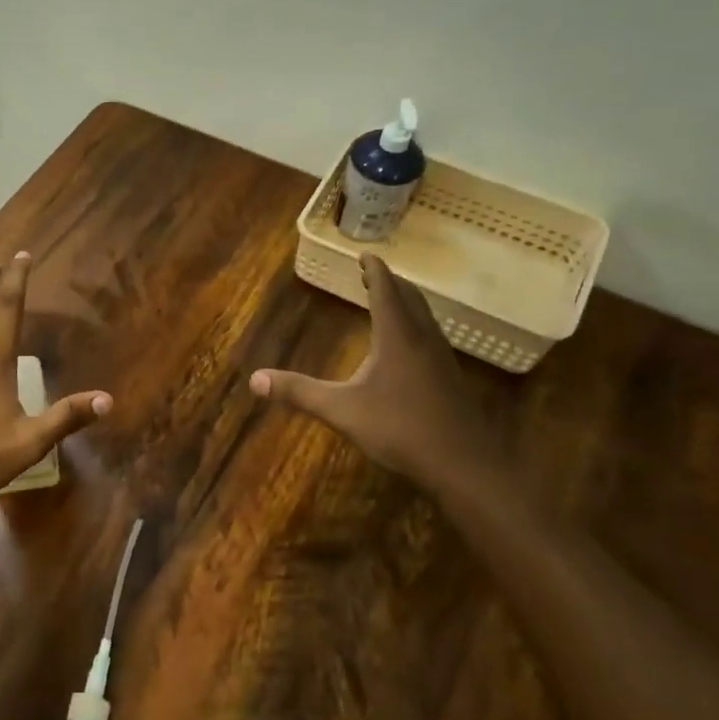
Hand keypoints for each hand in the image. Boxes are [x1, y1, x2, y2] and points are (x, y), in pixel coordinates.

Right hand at [250, 252, 500, 497]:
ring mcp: (441, 359)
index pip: (386, 291)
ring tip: (389, 301)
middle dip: (390, 283)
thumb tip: (255, 379)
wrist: (463, 464)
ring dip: (405, 303)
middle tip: (373, 274)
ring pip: (424, 318)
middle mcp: (422, 339)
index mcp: (397, 336)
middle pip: (409, 299)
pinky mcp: (449, 379)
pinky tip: (407, 347)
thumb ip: (300, 392)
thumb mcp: (342, 410)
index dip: (375, 271)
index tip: (366, 255)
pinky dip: (415, 325)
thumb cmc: (400, 429)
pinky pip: (430, 337)